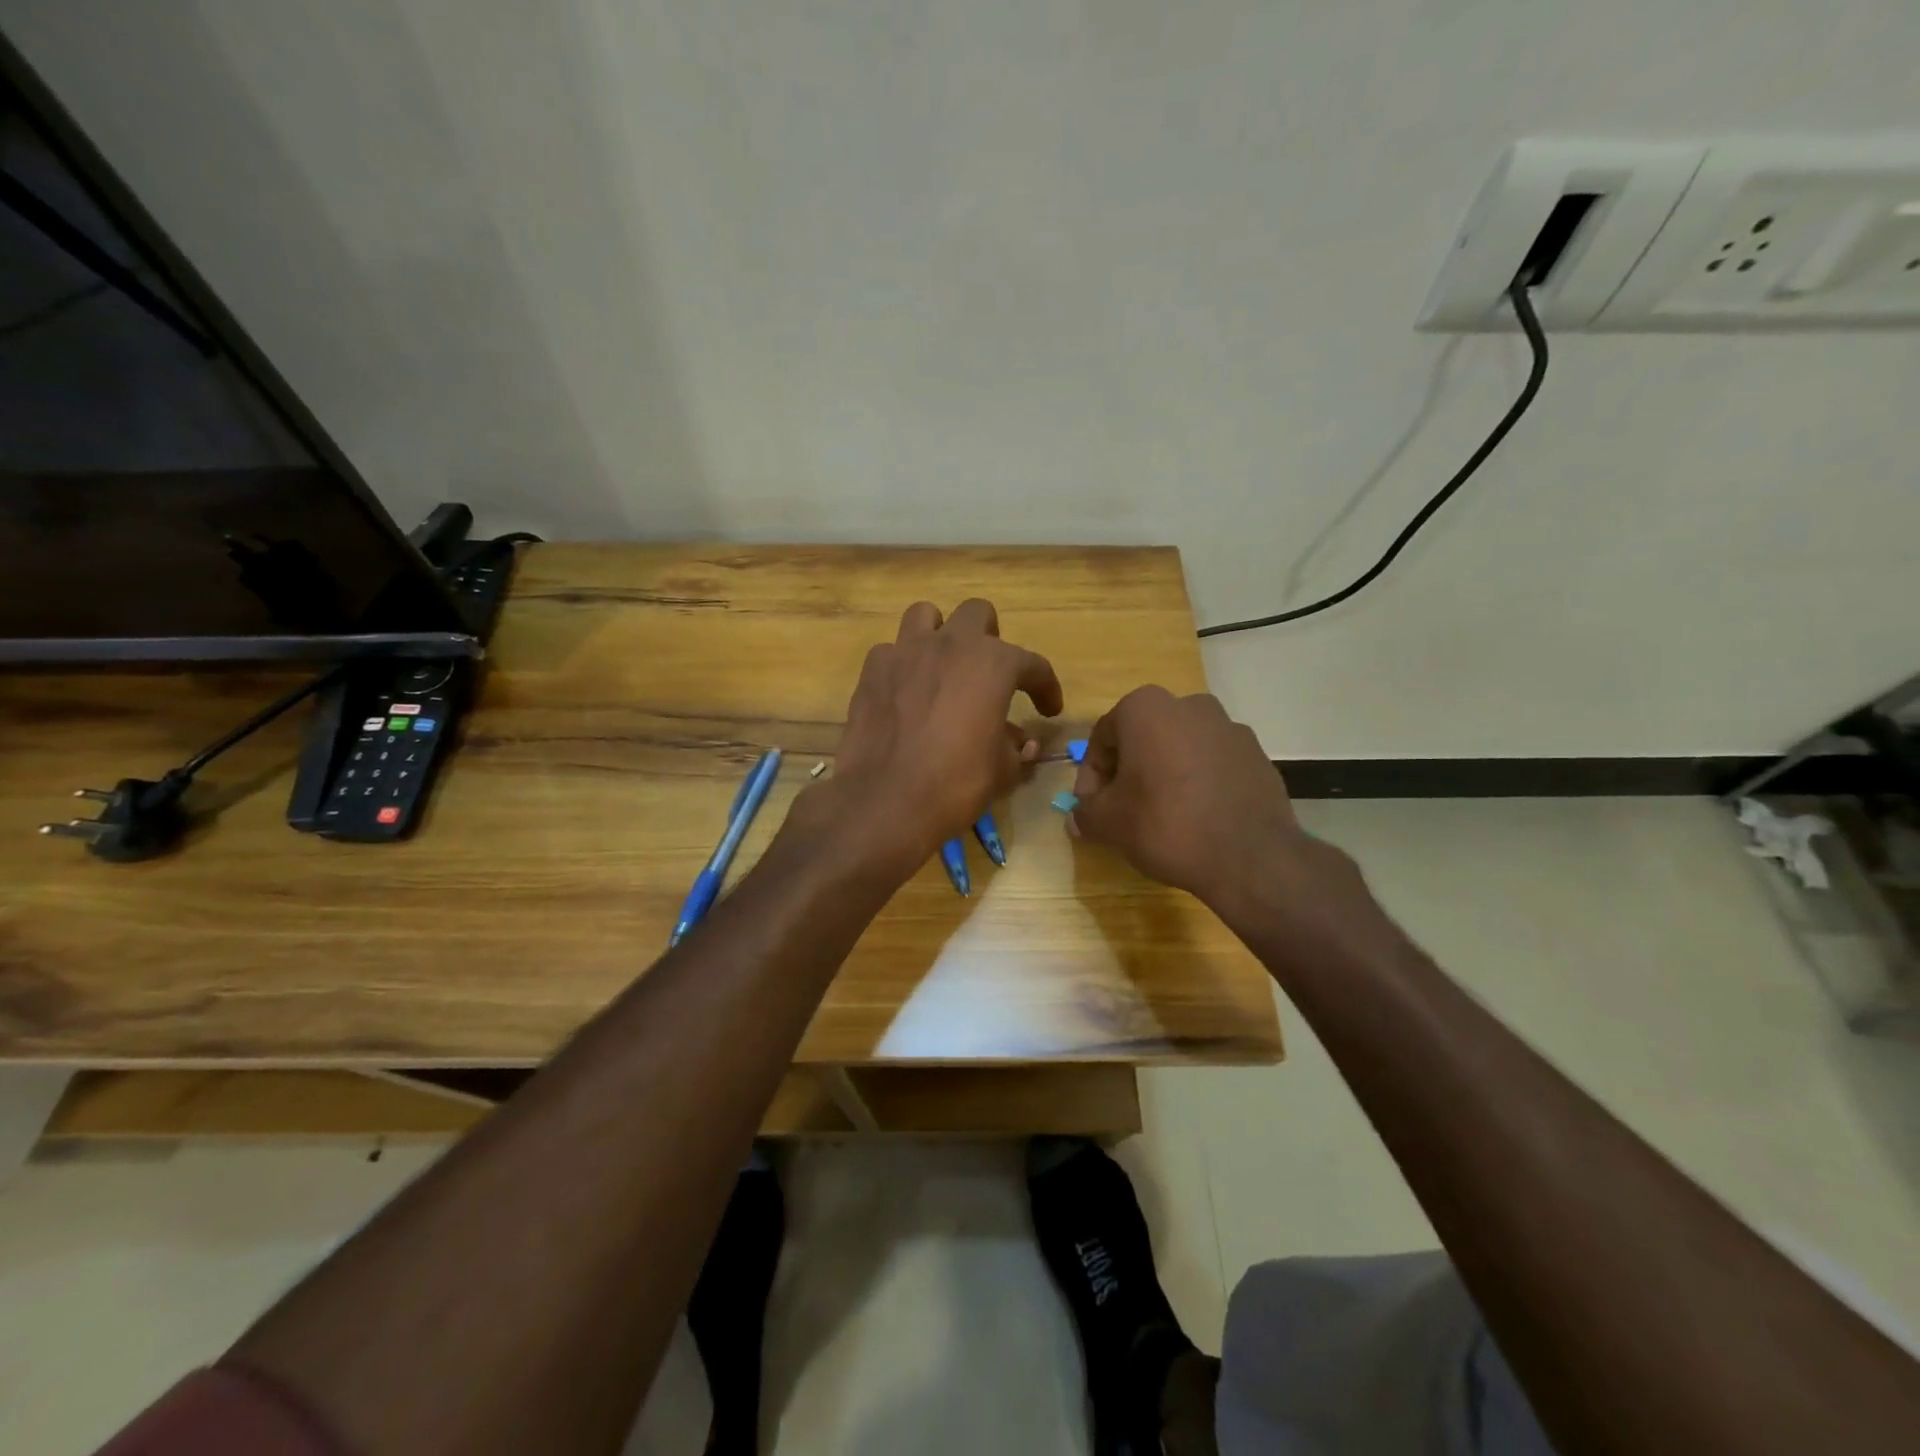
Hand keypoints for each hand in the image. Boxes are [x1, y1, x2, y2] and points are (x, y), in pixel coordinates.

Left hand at [822, 599, 1062, 868]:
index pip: (1032, 665)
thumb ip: (1016, 747)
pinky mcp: (872, 671)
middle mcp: (950, 645)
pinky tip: (906, 693)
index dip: (1046, 687)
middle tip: (990, 675)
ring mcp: (905, 652)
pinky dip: (903, 666)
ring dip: (940, 635)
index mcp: (993, 663)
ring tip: (944, 667)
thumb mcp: (1002, 770)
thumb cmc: (957, 783)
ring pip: (926, 616)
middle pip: (977, 614)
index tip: (1049, 710)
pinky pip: (891, 652)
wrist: (886, 801)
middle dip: (990, 639)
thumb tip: (1023, 743)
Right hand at [1069, 686, 1312, 909]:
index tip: (1091, 807)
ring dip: (1164, 774)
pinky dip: (1198, 783)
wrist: (1249, 857)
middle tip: (1122, 809)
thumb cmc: (1164, 825)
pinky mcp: (1257, 755)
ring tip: (1162, 816)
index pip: (1103, 738)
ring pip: (1180, 749)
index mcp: (1146, 708)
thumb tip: (1078, 815)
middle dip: (1128, 771)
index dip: (1091, 776)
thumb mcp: (1108, 822)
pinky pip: (1213, 764)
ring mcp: (1229, 728)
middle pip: (1143, 738)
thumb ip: (1085, 811)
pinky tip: (1197, 818)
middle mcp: (1189, 705)